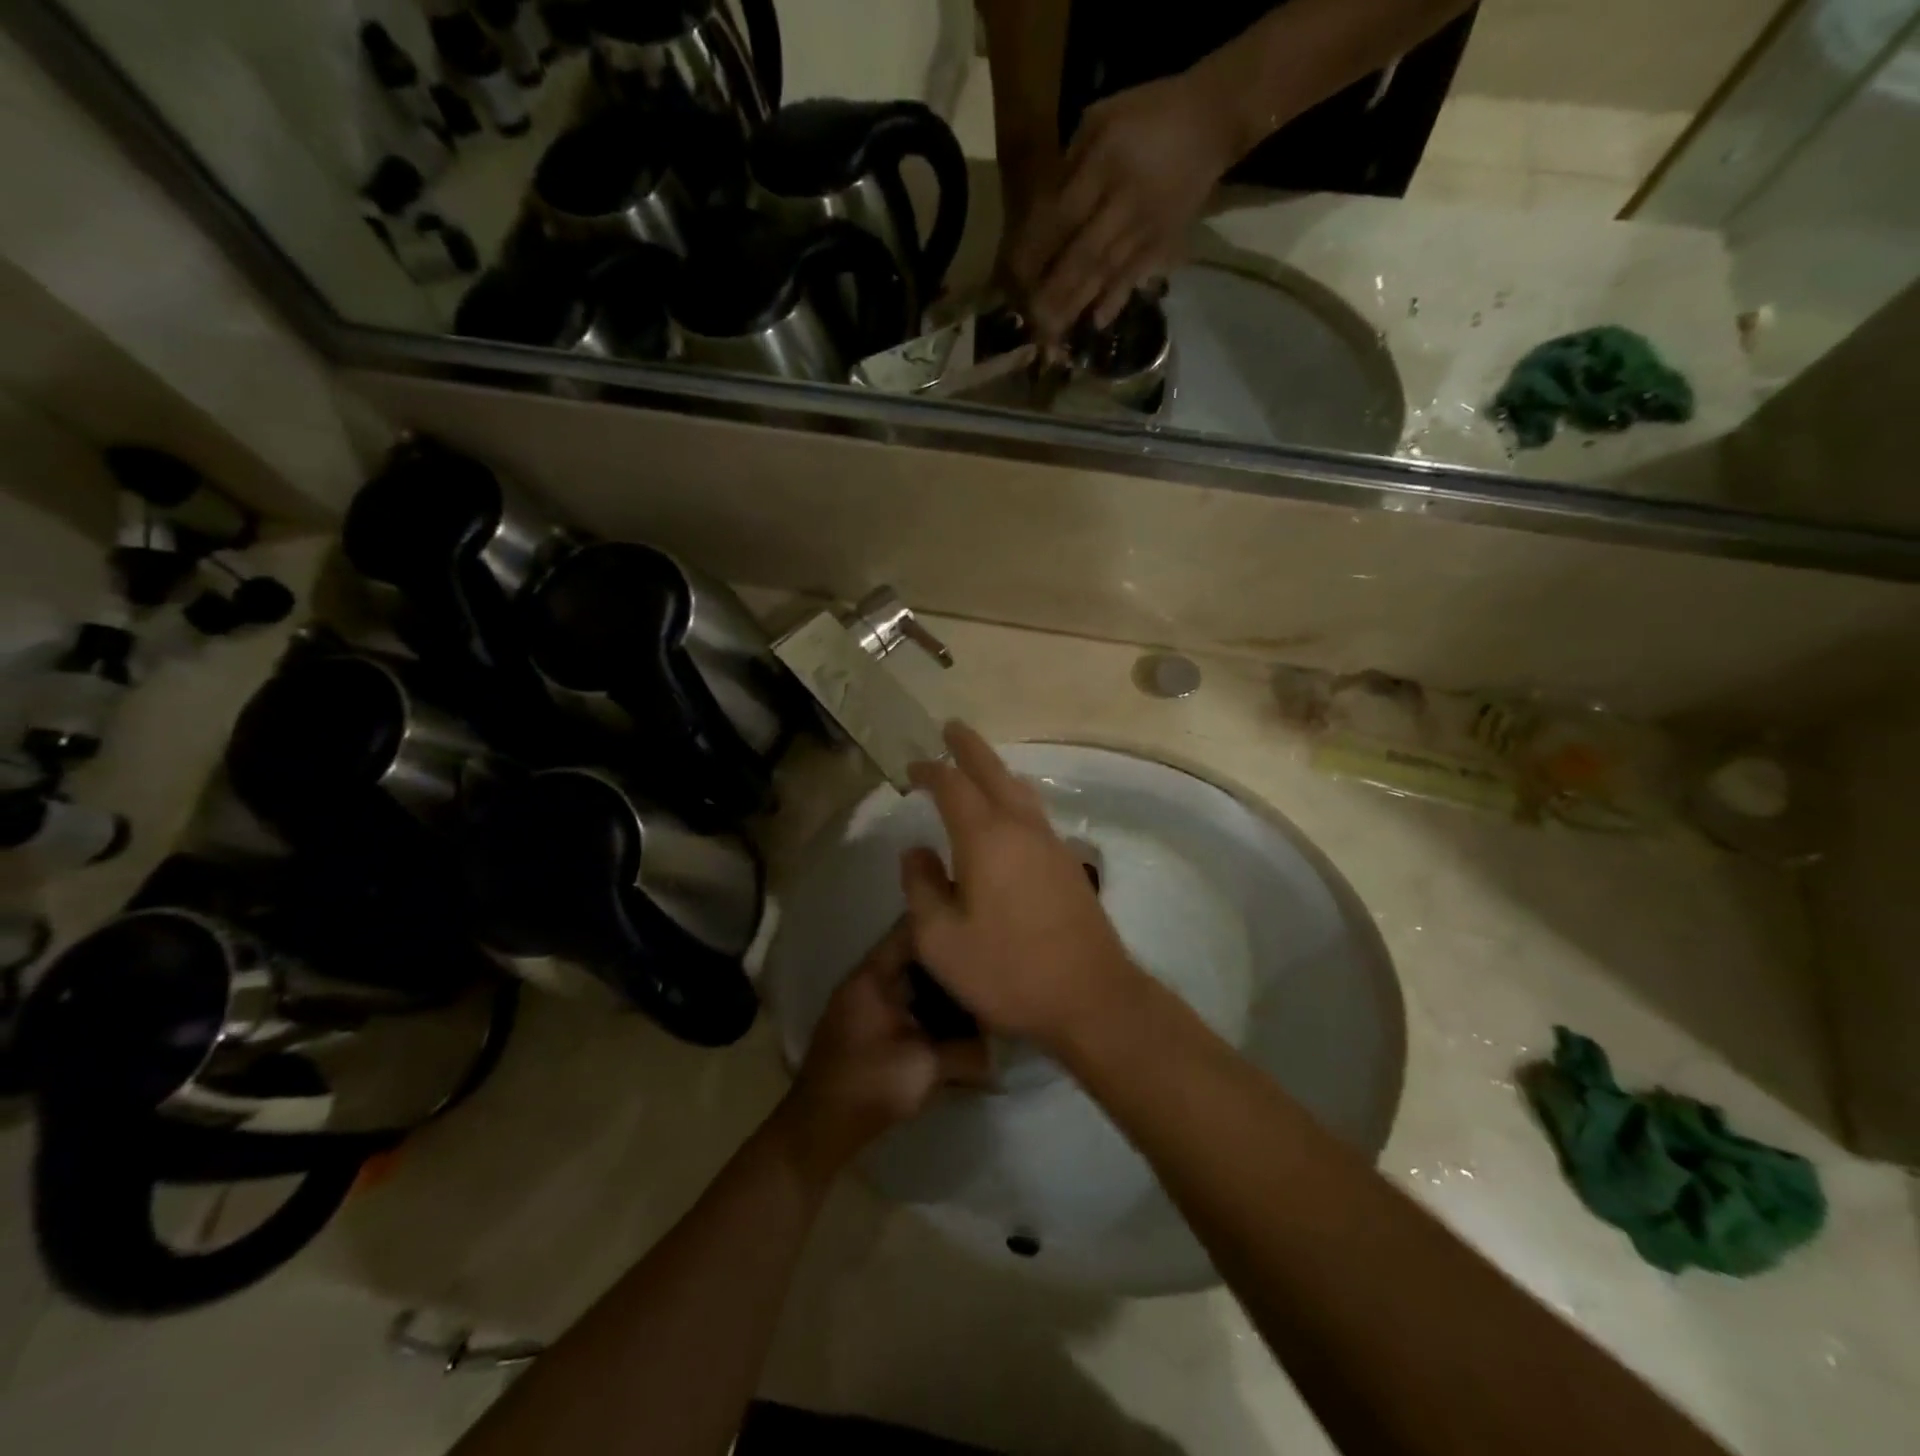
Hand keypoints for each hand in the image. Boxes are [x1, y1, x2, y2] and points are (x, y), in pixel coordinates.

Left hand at [779, 921, 988, 1178]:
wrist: (819, 1128)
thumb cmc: (871, 1084)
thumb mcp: (927, 1066)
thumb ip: (968, 1052)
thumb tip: (999, 1051)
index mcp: (873, 975)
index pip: (909, 929)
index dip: (942, 921)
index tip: (975, 922)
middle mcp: (865, 981)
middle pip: (911, 955)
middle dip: (947, 958)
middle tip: (984, 960)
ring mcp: (863, 1004)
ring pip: (907, 981)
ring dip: (936, 985)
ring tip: (975, 988)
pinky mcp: (865, 1027)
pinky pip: (901, 1002)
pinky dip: (924, 1006)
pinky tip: (952, 1020)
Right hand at [901, 723, 1141, 1049]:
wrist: (1091, 997)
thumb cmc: (1008, 970)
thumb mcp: (941, 940)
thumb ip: (921, 889)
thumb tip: (916, 851)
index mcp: (986, 838)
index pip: (953, 786)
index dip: (930, 771)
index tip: (911, 767)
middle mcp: (1022, 828)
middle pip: (993, 772)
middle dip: (969, 748)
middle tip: (951, 728)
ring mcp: (1051, 844)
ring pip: (1020, 790)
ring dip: (995, 771)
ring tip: (978, 766)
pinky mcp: (1069, 864)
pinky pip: (1034, 813)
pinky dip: (1014, 797)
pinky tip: (1009, 815)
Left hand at [1004, 70, 1239, 340]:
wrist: (1211, 122)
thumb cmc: (1146, 116)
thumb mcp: (1101, 119)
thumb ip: (1069, 165)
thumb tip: (1039, 214)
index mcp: (1105, 162)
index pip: (1062, 215)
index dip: (1037, 250)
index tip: (1012, 278)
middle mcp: (1124, 201)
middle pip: (1082, 254)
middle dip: (1053, 291)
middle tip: (1028, 320)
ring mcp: (1145, 228)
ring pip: (1105, 273)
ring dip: (1076, 306)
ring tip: (1052, 333)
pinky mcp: (1162, 244)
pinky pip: (1134, 278)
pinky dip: (1114, 302)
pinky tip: (1095, 324)